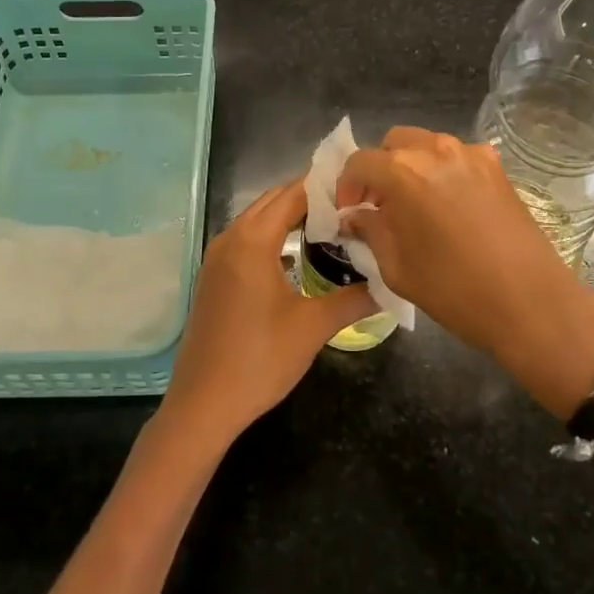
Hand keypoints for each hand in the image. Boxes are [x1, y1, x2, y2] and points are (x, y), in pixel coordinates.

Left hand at [161, 179, 370, 449]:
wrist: (204, 403)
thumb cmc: (260, 360)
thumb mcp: (313, 327)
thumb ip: (354, 298)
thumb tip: (389, 283)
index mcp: (252, 241)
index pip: (292, 195)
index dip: (325, 189)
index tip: (359, 189)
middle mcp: (230, 239)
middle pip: (273, 201)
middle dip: (309, 198)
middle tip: (350, 206)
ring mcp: (217, 258)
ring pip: (258, 219)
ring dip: (290, 216)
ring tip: (331, 225)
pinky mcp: (213, 276)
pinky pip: (246, 239)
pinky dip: (273, 235)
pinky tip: (297, 254)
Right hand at [338, 127, 593, 415]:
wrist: (531, 303)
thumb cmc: (454, 290)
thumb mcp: (397, 267)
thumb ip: (370, 231)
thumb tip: (354, 216)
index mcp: (404, 172)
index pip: (359, 162)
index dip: (347, 185)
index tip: (349, 211)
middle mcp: (436, 150)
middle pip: (393, 143)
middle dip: (378, 169)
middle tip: (377, 204)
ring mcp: (471, 154)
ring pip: (426, 144)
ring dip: (409, 166)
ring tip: (412, 204)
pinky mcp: (496, 167)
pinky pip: (456, 156)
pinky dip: (441, 170)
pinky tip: (446, 205)